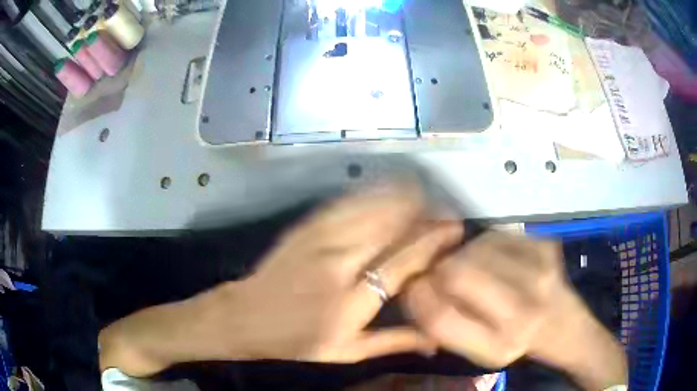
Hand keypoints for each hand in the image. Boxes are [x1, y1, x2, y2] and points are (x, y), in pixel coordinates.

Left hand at [99, 184, 462, 376]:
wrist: (245, 317)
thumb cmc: (297, 342)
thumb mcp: (345, 353)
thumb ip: (393, 342)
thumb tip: (436, 340)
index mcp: (351, 303)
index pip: (403, 263)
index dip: (432, 243)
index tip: (454, 230)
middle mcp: (338, 266)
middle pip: (391, 229)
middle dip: (424, 215)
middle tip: (445, 212)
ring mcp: (318, 241)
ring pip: (370, 209)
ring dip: (402, 198)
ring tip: (425, 196)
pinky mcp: (305, 227)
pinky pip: (346, 204)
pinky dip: (372, 194)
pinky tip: (388, 189)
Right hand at [403, 232, 627, 389]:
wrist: (566, 326)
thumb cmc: (517, 343)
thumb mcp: (477, 352)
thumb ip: (443, 327)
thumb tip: (411, 288)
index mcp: (497, 347)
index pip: (438, 315)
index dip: (415, 295)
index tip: (412, 285)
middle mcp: (521, 312)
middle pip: (455, 272)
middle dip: (437, 269)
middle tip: (439, 272)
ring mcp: (539, 273)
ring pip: (474, 247)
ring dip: (461, 255)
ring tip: (473, 267)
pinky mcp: (546, 247)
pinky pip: (496, 235)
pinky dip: (485, 244)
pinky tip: (495, 258)